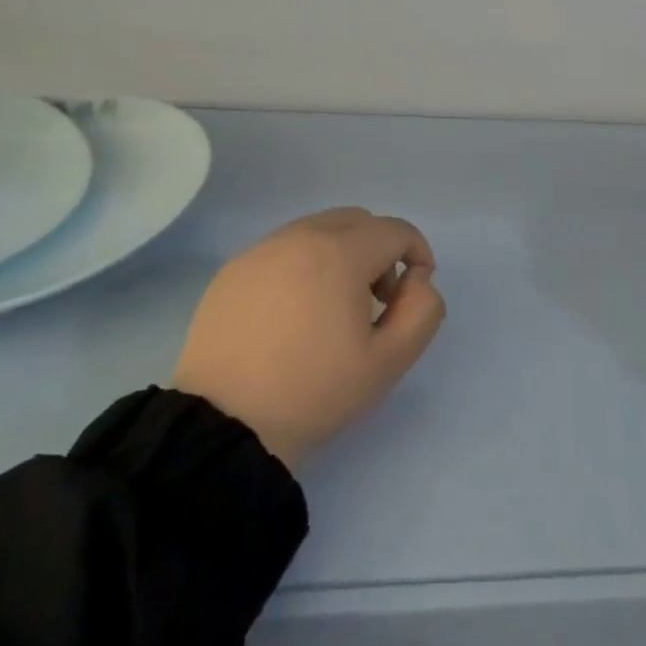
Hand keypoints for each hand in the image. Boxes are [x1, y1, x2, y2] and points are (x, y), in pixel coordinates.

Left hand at [172, 207, 445, 468]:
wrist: (224, 425)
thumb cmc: (314, 391)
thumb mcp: (388, 362)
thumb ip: (421, 311)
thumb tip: (417, 280)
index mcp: (339, 253)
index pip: (395, 230)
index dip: (417, 252)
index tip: (414, 291)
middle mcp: (299, 236)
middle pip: (357, 221)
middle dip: (380, 249)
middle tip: (378, 299)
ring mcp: (261, 250)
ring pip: (318, 230)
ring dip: (341, 254)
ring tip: (334, 308)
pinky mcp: (233, 269)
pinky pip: (283, 249)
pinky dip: (303, 265)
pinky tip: (293, 313)